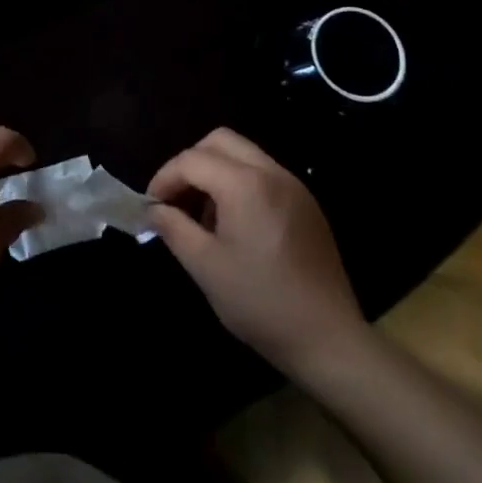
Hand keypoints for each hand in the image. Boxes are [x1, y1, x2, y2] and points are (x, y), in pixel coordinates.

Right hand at [147, 128, 370, 387]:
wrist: (330, 342)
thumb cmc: (261, 303)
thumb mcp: (205, 267)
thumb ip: (174, 228)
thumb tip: (154, 209)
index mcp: (245, 184)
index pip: (192, 160)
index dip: (164, 178)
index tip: (151, 206)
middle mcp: (271, 173)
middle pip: (219, 141)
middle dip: (190, 163)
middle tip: (176, 199)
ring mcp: (294, 187)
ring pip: (243, 155)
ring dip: (215, 172)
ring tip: (204, 216)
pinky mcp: (307, 205)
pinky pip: (264, 175)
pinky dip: (240, 184)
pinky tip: (235, 225)